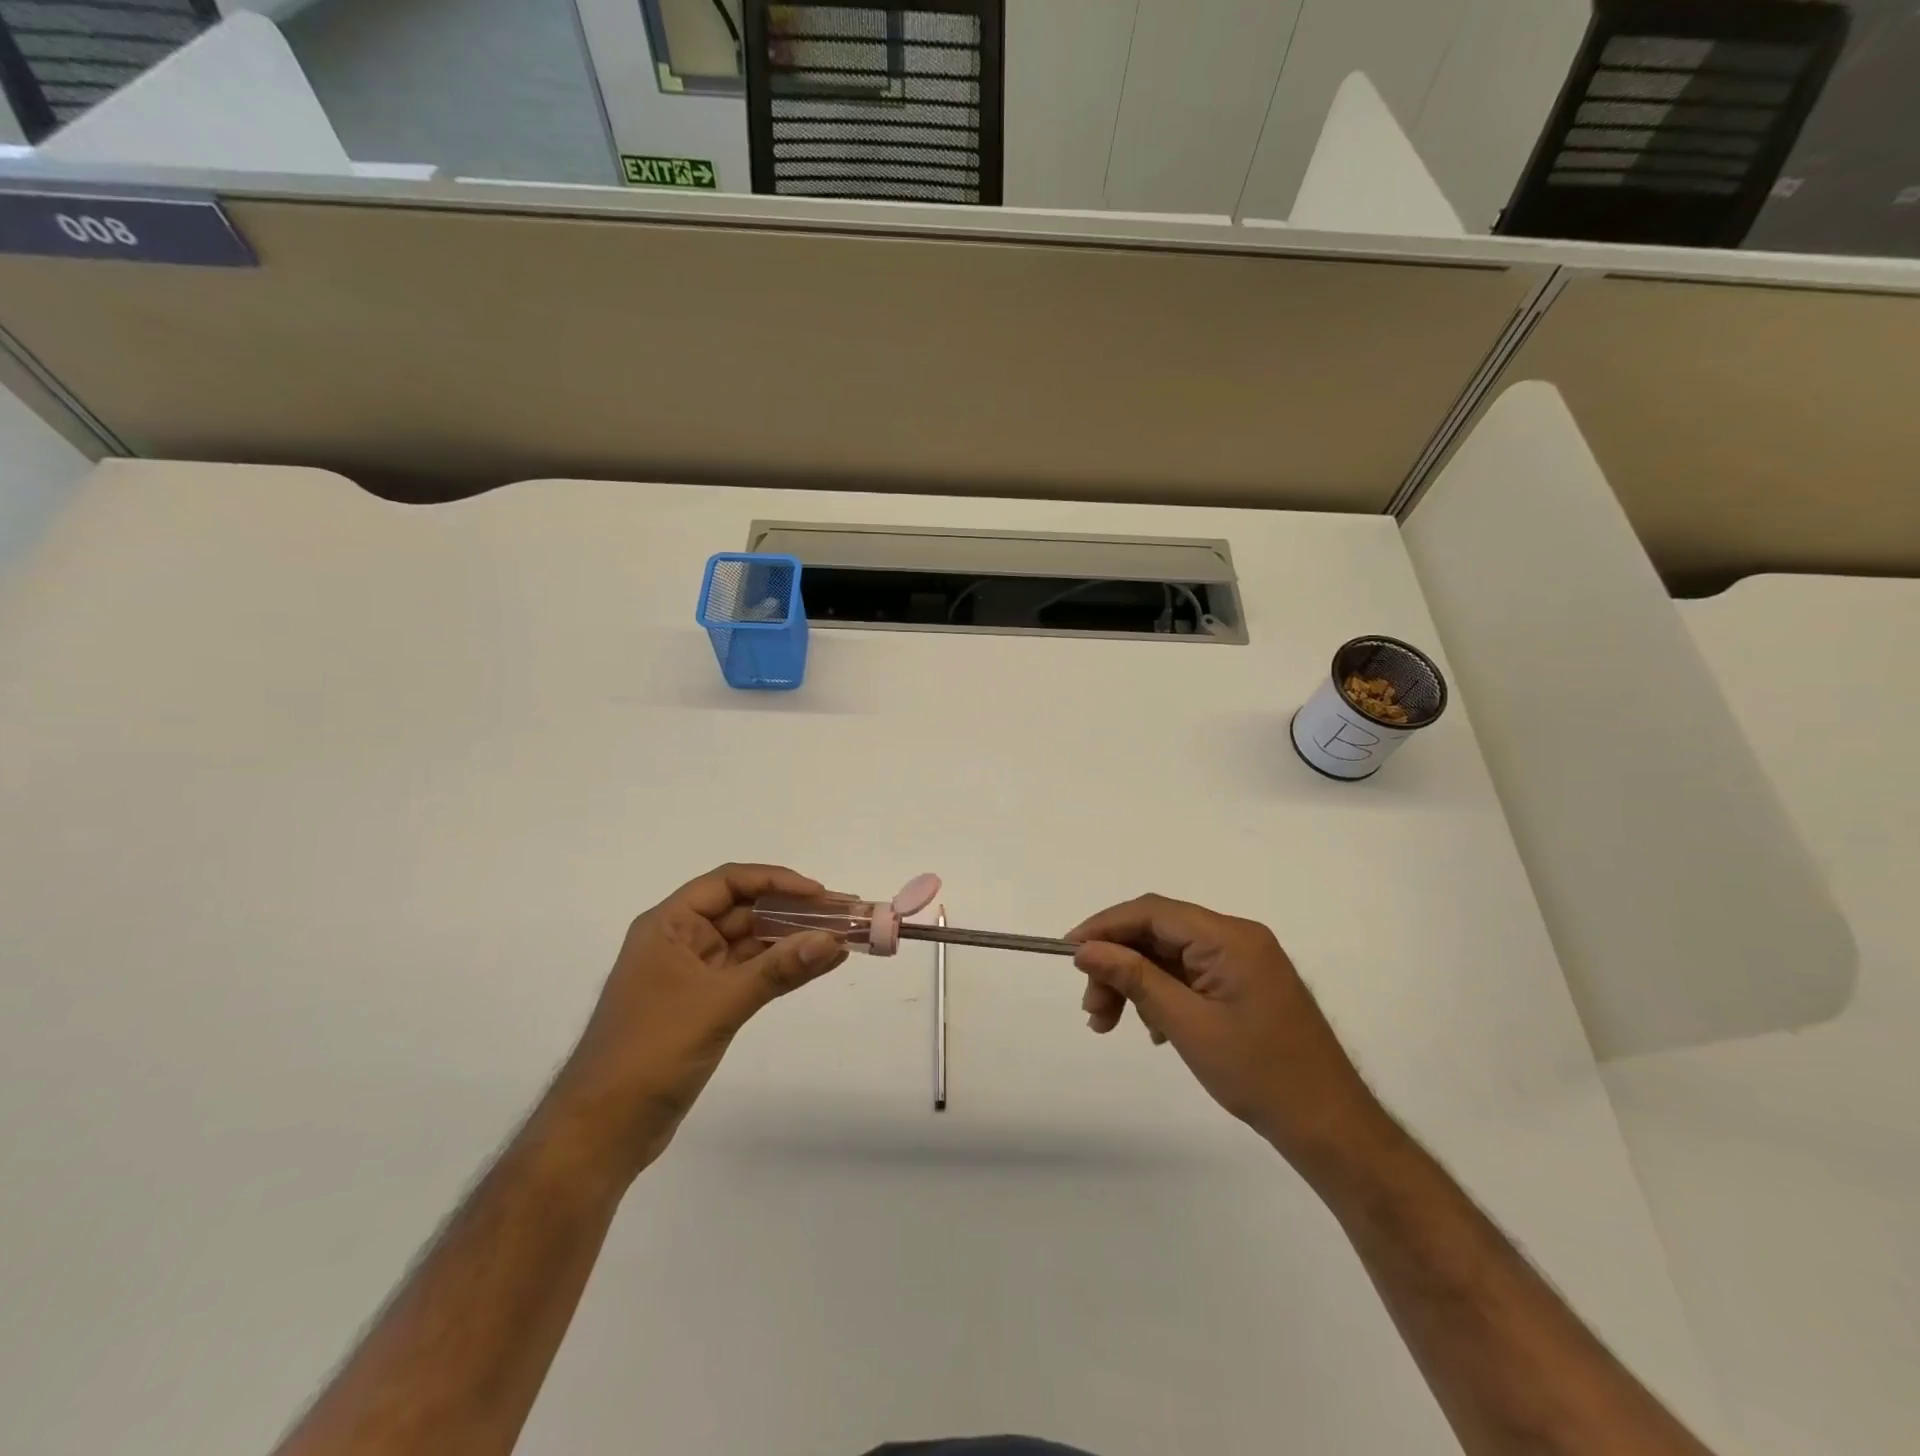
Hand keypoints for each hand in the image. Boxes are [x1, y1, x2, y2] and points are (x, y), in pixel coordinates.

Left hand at [547, 864, 846, 1180]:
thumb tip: (834, 941)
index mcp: (669, 925)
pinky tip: (819, 965)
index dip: (777, 882)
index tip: (820, 894)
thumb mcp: (719, 1003)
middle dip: (794, 911)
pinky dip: (783, 969)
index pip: (729, 883)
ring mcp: (693, 974)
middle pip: (744, 911)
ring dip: (793, 940)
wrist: (603, 1130)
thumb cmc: (651, 1051)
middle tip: (844, 914)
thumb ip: (779, 970)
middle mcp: (681, 941)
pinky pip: (750, 974)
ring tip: (842, 937)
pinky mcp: (704, 1005)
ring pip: (751, 944)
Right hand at [1069, 895, 1384, 1168]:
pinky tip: (1153, 1029)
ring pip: (1170, 955)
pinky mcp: (1245, 985)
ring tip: (1111, 1024)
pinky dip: (1162, 994)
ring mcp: (1244, 961)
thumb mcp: (1186, 1025)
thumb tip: (1086, 949)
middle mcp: (1237, 938)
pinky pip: (1190, 975)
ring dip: (1136, 982)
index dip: (1105, 926)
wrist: (1330, 1127)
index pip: (1153, 911)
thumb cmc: (1259, 1074)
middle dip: (1118, 963)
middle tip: (1092, 1008)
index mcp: (1230, 937)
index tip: (1069, 952)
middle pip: (1159, 933)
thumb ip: (1134, 978)